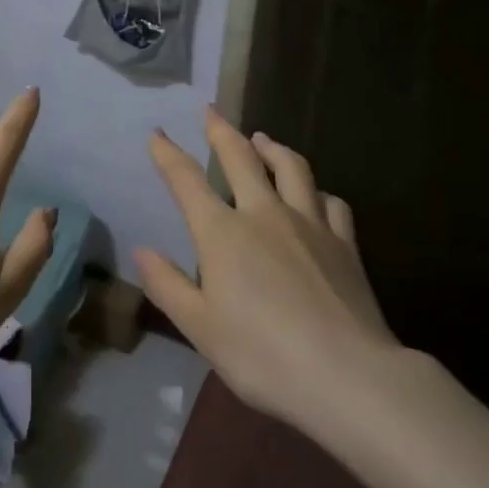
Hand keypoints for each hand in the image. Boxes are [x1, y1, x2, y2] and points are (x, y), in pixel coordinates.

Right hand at [137, 110, 398, 440]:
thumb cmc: (262, 355)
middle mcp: (263, 214)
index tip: (157, 133)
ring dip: (272, 148)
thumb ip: (167, 285)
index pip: (186, 181)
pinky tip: (315, 196)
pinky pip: (331, 202)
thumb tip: (141, 250)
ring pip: (290, 168)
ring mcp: (309, 223)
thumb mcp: (200, 328)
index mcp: (222, 232)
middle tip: (211, 111)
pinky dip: (317, 191)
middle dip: (221, 130)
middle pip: (240, 157)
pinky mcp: (345, 243)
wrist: (348, 376)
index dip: (168, 154)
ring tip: (262, 139)